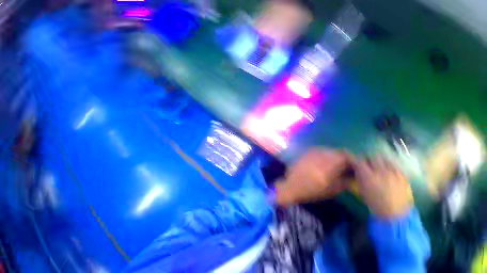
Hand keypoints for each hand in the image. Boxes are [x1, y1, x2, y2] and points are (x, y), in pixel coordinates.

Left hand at [275, 148, 351, 205]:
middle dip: (343, 158)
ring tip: (334, 165)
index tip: (355, 166)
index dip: (352, 159)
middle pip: (337, 151)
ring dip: (333, 156)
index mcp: (328, 163)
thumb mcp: (331, 190)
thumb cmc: (311, 190)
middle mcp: (320, 155)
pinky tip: (322, 163)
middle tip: (345, 166)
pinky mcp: (305, 153)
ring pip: (327, 150)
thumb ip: (345, 182)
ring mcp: (311, 152)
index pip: (345, 155)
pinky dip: (324, 155)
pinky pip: (318, 151)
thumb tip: (353, 176)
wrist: (291, 186)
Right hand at [354, 157, 412, 218]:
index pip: (359, 161)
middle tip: (368, 164)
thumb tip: (357, 169)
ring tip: (380, 166)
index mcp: (367, 175)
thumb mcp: (361, 189)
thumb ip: (359, 176)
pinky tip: (389, 171)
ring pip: (385, 159)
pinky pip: (395, 165)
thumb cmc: (374, 202)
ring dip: (380, 161)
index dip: (357, 161)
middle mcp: (380, 171)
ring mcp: (393, 172)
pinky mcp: (403, 175)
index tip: (356, 163)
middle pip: (373, 157)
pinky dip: (390, 166)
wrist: (395, 213)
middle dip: (369, 159)